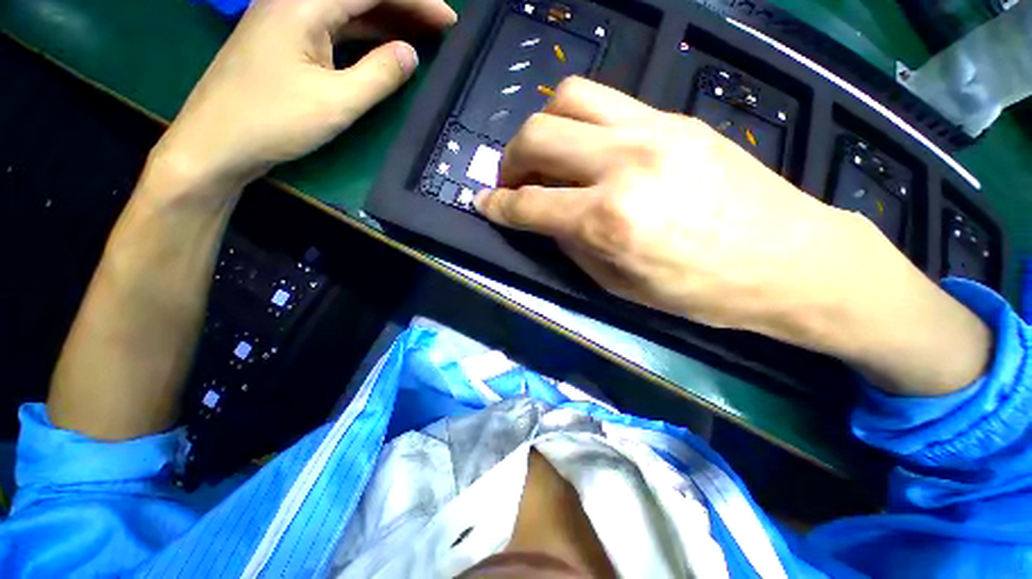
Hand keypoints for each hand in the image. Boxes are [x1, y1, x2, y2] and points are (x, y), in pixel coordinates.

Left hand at [154, 0, 456, 188]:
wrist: (216, 142)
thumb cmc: (274, 121)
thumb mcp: (337, 102)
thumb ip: (379, 75)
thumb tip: (411, 54)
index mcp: (304, 4)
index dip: (415, 0)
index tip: (448, 19)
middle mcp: (294, 0)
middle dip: (403, 6)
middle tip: (440, 27)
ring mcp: (287, 20)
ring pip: (347, 10)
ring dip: (386, 19)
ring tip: (422, 34)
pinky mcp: (285, 41)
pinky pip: (334, 27)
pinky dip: (364, 34)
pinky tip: (384, 45)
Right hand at [475, 77, 853, 334]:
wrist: (789, 258)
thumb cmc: (701, 290)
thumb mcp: (619, 286)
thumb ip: (571, 247)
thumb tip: (543, 220)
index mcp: (608, 221)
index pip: (529, 204)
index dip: (497, 206)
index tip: (482, 205)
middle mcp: (622, 165)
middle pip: (537, 135)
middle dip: (510, 160)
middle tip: (512, 182)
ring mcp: (651, 131)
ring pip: (568, 97)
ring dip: (542, 128)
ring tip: (546, 157)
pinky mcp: (674, 118)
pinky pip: (606, 102)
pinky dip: (579, 123)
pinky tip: (587, 150)